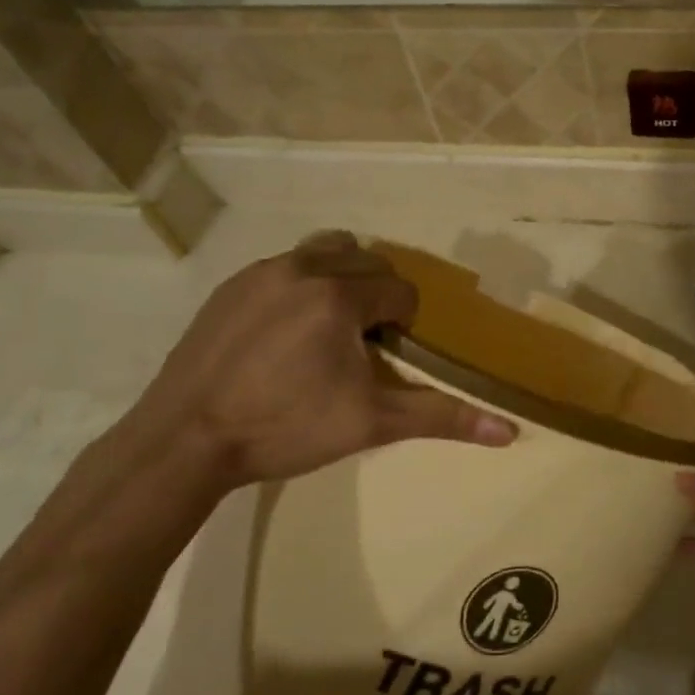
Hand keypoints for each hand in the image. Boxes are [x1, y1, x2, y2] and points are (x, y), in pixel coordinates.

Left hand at [114, 232, 515, 499]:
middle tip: (363, 342)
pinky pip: (282, 267)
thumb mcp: (370, 423)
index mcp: (340, 296)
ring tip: (328, 328)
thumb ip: (440, 417)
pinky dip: (299, 286)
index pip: (400, 290)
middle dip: (377, 294)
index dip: (403, 324)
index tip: (384, 357)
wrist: (184, 441)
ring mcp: (260, 273)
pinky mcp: (229, 287)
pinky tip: (282, 335)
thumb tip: (509, 433)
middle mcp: (302, 268)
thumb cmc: (286, 428)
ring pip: (323, 252)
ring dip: (341, 278)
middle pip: (367, 261)